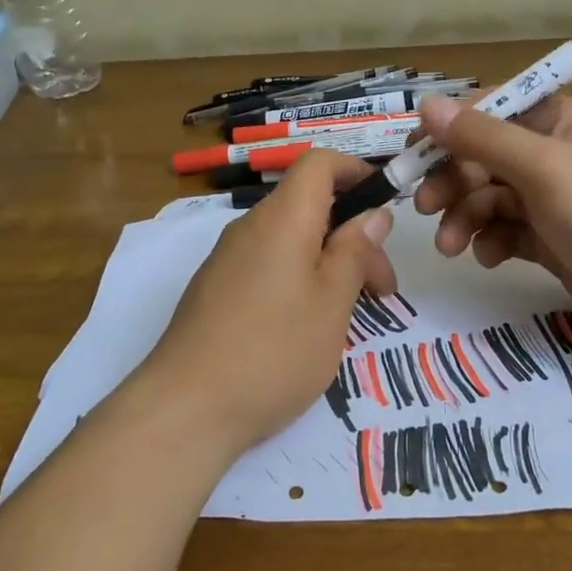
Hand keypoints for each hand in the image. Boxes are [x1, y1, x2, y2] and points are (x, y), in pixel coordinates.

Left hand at [140, 150, 396, 458]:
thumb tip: (372, 213)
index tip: (385, 207)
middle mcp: (250, 227)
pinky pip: (267, 265)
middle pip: (309, 206)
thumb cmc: (274, 351)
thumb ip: (355, 251)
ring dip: (328, 262)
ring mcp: (227, 259)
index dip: (355, 171)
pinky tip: (305, 327)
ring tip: (349, 314)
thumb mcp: (332, 302)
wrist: (186, 407)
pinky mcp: (214, 290)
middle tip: (382, 290)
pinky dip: (297, 279)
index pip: (318, 163)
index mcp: (282, 219)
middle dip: (353, 236)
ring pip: (290, 240)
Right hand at [412, 93, 571, 363]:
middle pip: (484, 156)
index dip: (448, 130)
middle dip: (453, 181)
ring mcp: (554, 198)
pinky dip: (491, 241)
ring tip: (451, 246)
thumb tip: (426, 103)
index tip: (411, 155)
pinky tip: (488, 258)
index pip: (489, 110)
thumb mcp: (542, 168)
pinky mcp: (554, 238)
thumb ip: (482, 137)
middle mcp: (554, 152)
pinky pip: (507, 230)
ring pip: (490, 197)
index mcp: (558, 119)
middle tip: (424, 208)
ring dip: (465, 217)